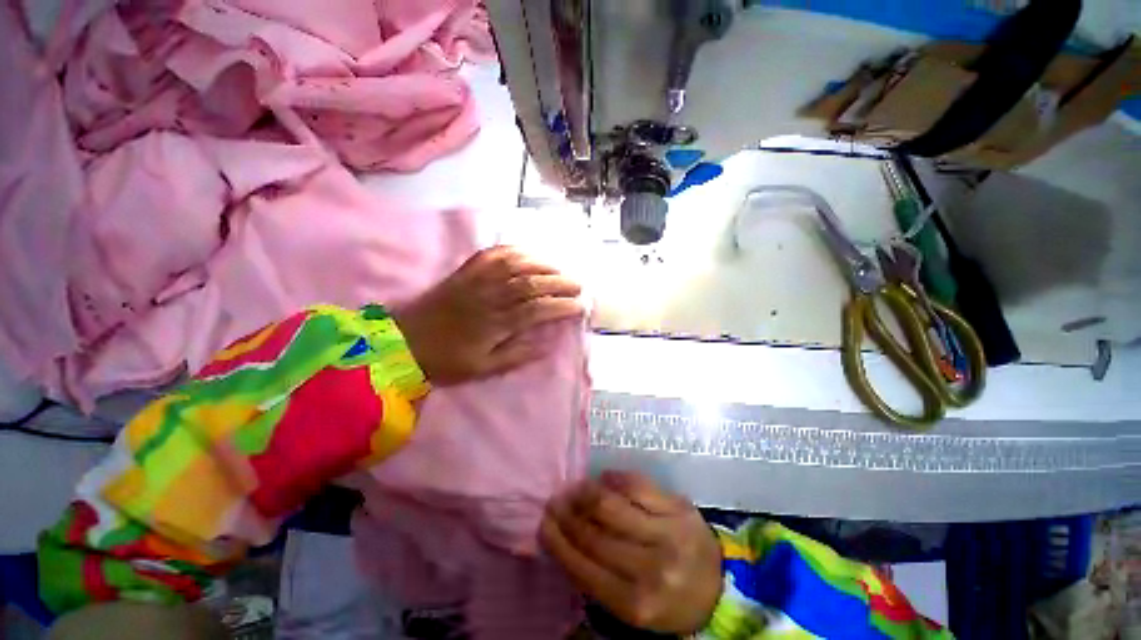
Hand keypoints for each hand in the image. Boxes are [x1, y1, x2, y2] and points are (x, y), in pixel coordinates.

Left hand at [392, 246, 582, 384]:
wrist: (404, 342)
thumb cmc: (446, 360)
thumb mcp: (483, 369)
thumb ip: (517, 355)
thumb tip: (548, 344)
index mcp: (494, 324)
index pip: (536, 310)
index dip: (561, 307)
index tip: (579, 306)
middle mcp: (489, 297)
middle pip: (531, 283)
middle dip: (559, 283)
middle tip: (578, 285)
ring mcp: (476, 280)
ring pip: (515, 265)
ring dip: (542, 264)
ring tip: (560, 270)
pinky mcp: (465, 271)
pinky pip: (492, 254)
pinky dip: (514, 250)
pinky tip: (528, 253)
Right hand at [540, 471, 722, 633]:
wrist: (719, 585)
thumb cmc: (667, 598)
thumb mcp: (631, 605)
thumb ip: (597, 580)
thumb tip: (564, 540)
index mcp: (636, 603)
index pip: (584, 568)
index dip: (559, 542)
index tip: (544, 524)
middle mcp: (652, 569)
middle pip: (595, 534)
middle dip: (568, 516)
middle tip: (554, 502)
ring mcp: (668, 533)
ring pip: (612, 505)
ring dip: (585, 493)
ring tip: (574, 488)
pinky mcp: (679, 507)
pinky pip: (637, 484)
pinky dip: (614, 479)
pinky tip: (603, 479)